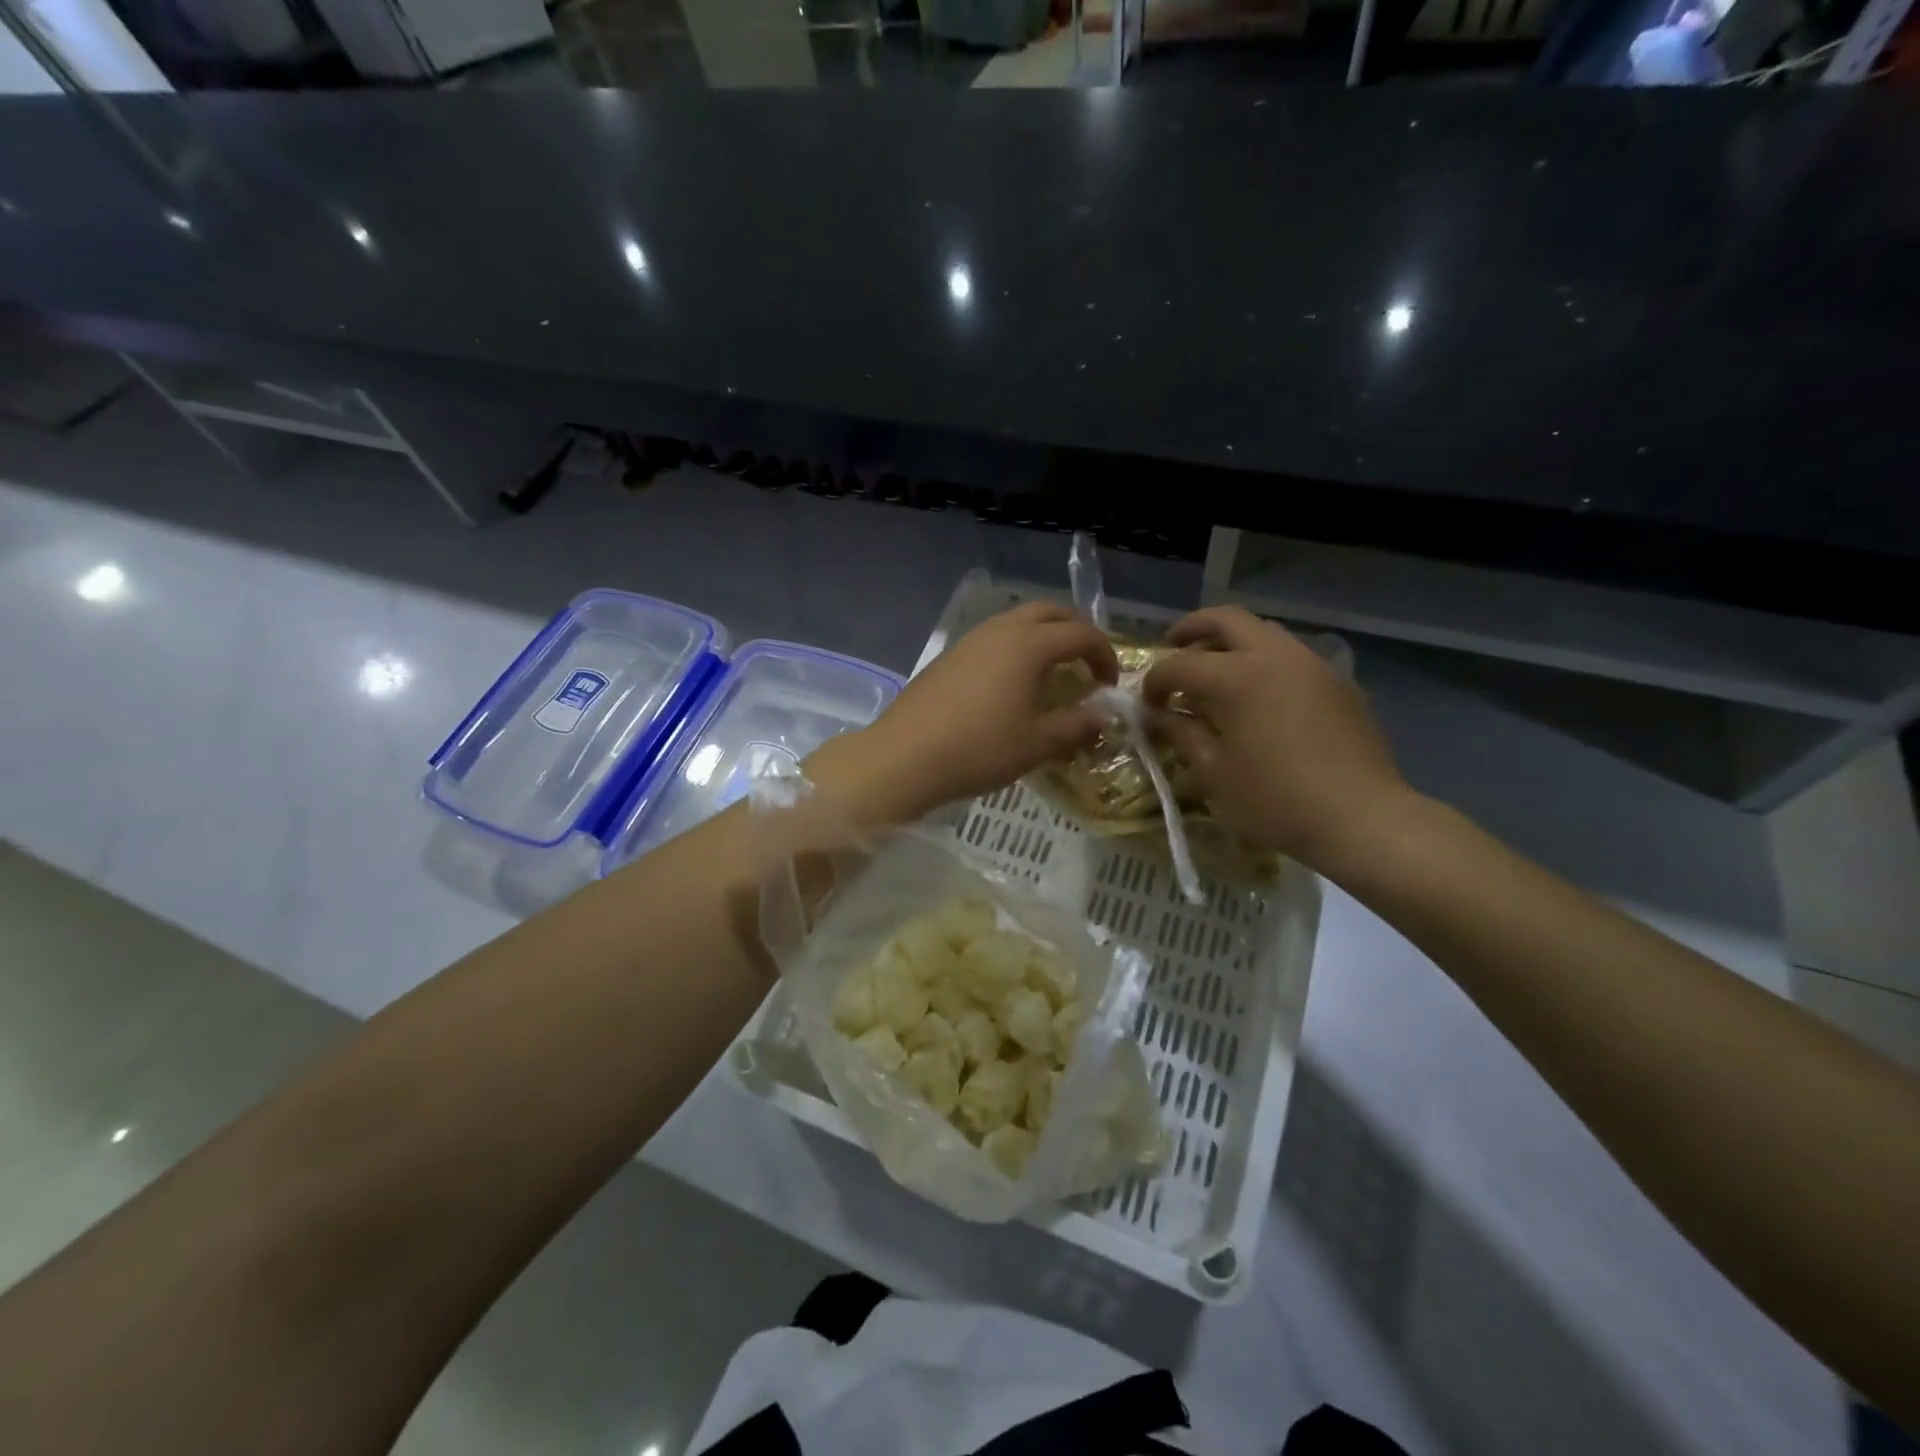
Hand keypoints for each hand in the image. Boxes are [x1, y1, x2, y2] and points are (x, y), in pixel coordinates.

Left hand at [843, 601, 1118, 821]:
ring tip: (1051, 674)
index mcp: (1028, 644)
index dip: (1104, 655)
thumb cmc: (979, 750)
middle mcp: (1000, 630)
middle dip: (1075, 631)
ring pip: (1017, 621)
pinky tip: (1011, 685)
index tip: (1111, 684)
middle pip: (1049, 612)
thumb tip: (1104, 716)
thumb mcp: (1037, 743)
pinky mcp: (949, 656)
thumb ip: (1077, 725)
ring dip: (1043, 637)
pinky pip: (993, 638)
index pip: (1081, 633)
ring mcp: (970, 640)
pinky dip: (1015, 648)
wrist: (903, 757)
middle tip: (1086, 664)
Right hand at [1144, 606, 1409, 868]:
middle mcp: (1275, 656)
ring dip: (1232, 643)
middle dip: (1193, 629)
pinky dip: (1265, 663)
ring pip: (1265, 632)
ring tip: (1216, 673)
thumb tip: (1160, 716)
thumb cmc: (1275, 800)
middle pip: (1226, 619)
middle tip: (1174, 647)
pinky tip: (1260, 698)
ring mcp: (1313, 665)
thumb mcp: (1214, 773)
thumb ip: (1182, 734)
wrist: (1361, 819)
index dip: (1155, 682)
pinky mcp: (1339, 684)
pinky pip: (1292, 657)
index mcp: (1237, 676)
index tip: (1148, 705)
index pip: (1180, 664)